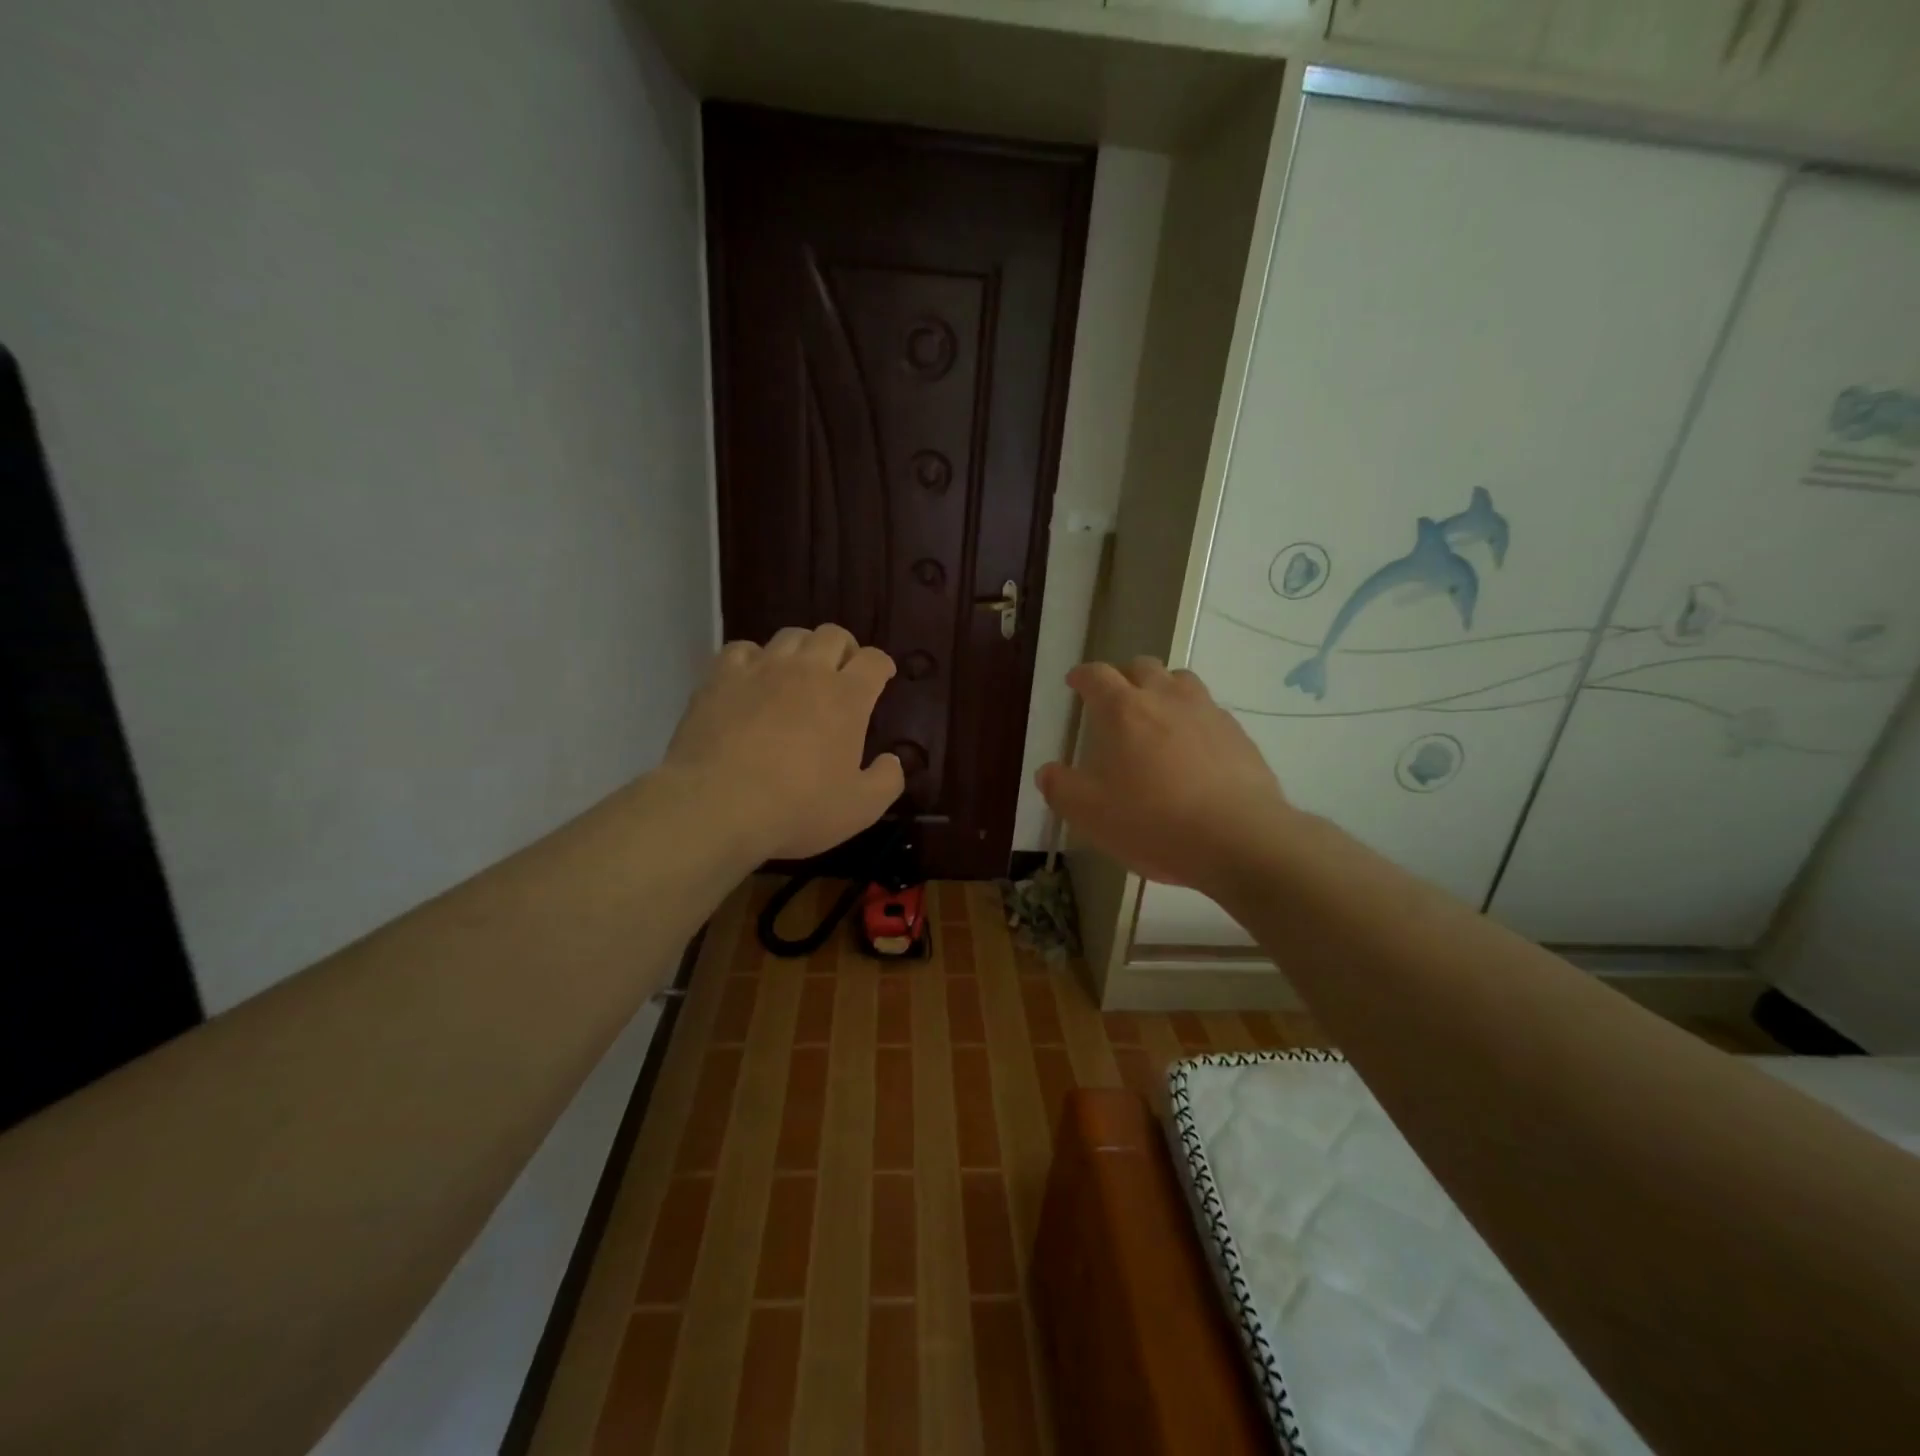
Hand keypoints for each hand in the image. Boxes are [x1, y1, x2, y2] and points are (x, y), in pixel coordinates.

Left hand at [664, 625, 904, 861]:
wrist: (718, 805)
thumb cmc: (798, 808)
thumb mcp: (860, 808)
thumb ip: (887, 781)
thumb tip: (894, 761)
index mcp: (847, 697)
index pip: (874, 660)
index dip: (882, 665)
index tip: (883, 675)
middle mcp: (807, 671)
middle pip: (832, 635)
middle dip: (845, 648)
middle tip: (843, 670)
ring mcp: (761, 669)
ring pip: (790, 636)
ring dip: (803, 648)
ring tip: (800, 671)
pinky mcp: (721, 678)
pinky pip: (743, 649)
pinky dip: (755, 658)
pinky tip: (753, 678)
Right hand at [1036, 658, 1292, 894]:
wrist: (1239, 839)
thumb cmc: (1153, 822)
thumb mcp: (1090, 814)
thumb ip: (1061, 788)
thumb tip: (1048, 772)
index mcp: (1123, 710)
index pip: (1097, 675)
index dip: (1083, 676)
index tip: (1075, 682)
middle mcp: (1166, 698)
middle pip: (1142, 666)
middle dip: (1124, 676)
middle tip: (1115, 699)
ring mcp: (1207, 712)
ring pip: (1181, 680)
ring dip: (1163, 688)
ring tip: (1157, 715)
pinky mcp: (1238, 734)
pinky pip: (1209, 711)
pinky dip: (1194, 718)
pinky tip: (1193, 749)